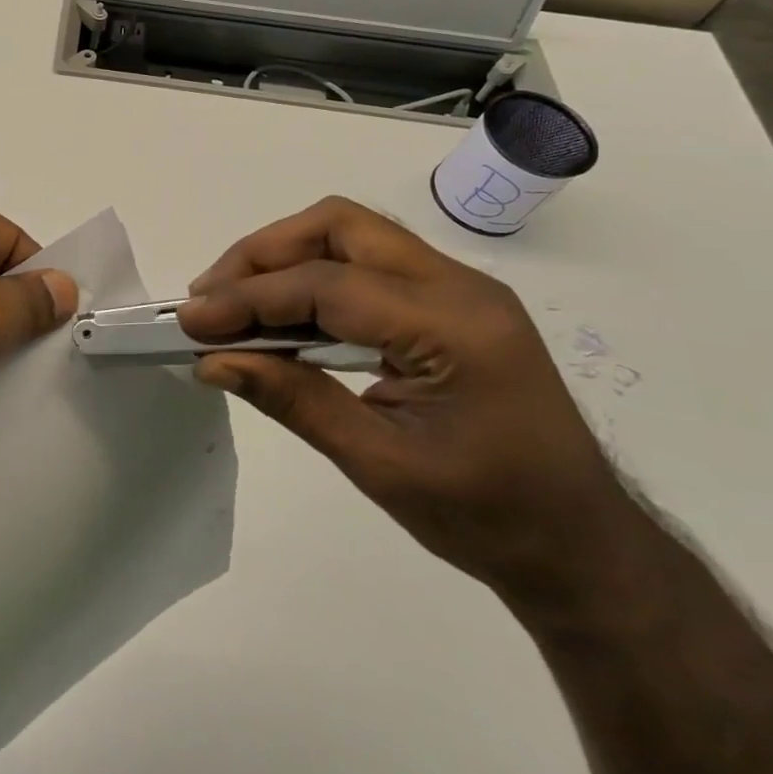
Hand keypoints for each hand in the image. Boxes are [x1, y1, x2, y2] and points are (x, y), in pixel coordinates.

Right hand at [178, 197, 634, 606]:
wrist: (582, 547)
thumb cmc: (488, 519)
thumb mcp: (380, 466)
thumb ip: (293, 401)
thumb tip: (213, 362)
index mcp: (454, 328)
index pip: (328, 285)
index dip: (249, 298)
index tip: (191, 322)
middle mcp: (460, 286)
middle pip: (339, 226)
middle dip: (263, 254)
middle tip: (211, 297)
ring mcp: (459, 287)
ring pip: (350, 233)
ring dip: (284, 258)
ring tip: (232, 301)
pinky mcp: (450, 300)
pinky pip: (366, 263)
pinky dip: (312, 276)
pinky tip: (282, 313)